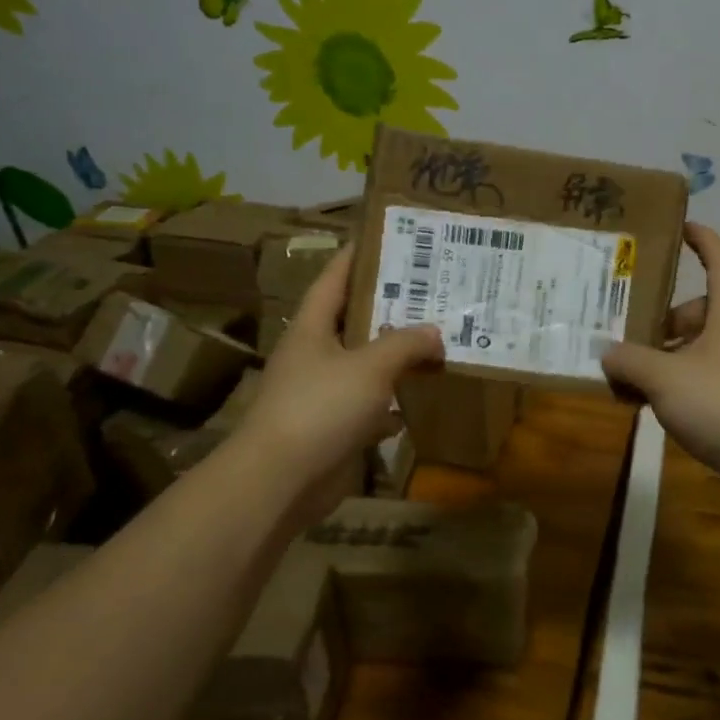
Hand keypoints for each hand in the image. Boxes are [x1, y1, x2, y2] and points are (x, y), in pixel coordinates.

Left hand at [230, 246, 444, 530]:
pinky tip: (422, 398)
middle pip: (355, 321)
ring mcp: (323, 393)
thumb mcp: (370, 366)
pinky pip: (371, 406)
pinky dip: (394, 404)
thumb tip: (435, 332)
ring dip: (397, 357)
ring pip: (367, 366)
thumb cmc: (320, 407)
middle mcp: (315, 355)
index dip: (357, 256)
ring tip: (437, 339)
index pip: (334, 279)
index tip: (386, 238)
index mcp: (312, 328)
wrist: (282, 480)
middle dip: (390, 308)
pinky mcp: (334, 428)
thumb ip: (406, 343)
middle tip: (432, 291)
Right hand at [601, 224, 719, 474]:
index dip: (703, 239)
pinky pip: (704, 379)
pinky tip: (650, 404)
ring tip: (629, 371)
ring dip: (667, 355)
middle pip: (702, 310)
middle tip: (628, 326)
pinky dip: (678, 383)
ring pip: (700, 348)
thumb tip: (606, 353)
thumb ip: (630, 361)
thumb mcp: (665, 378)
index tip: (681, 227)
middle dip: (665, 316)